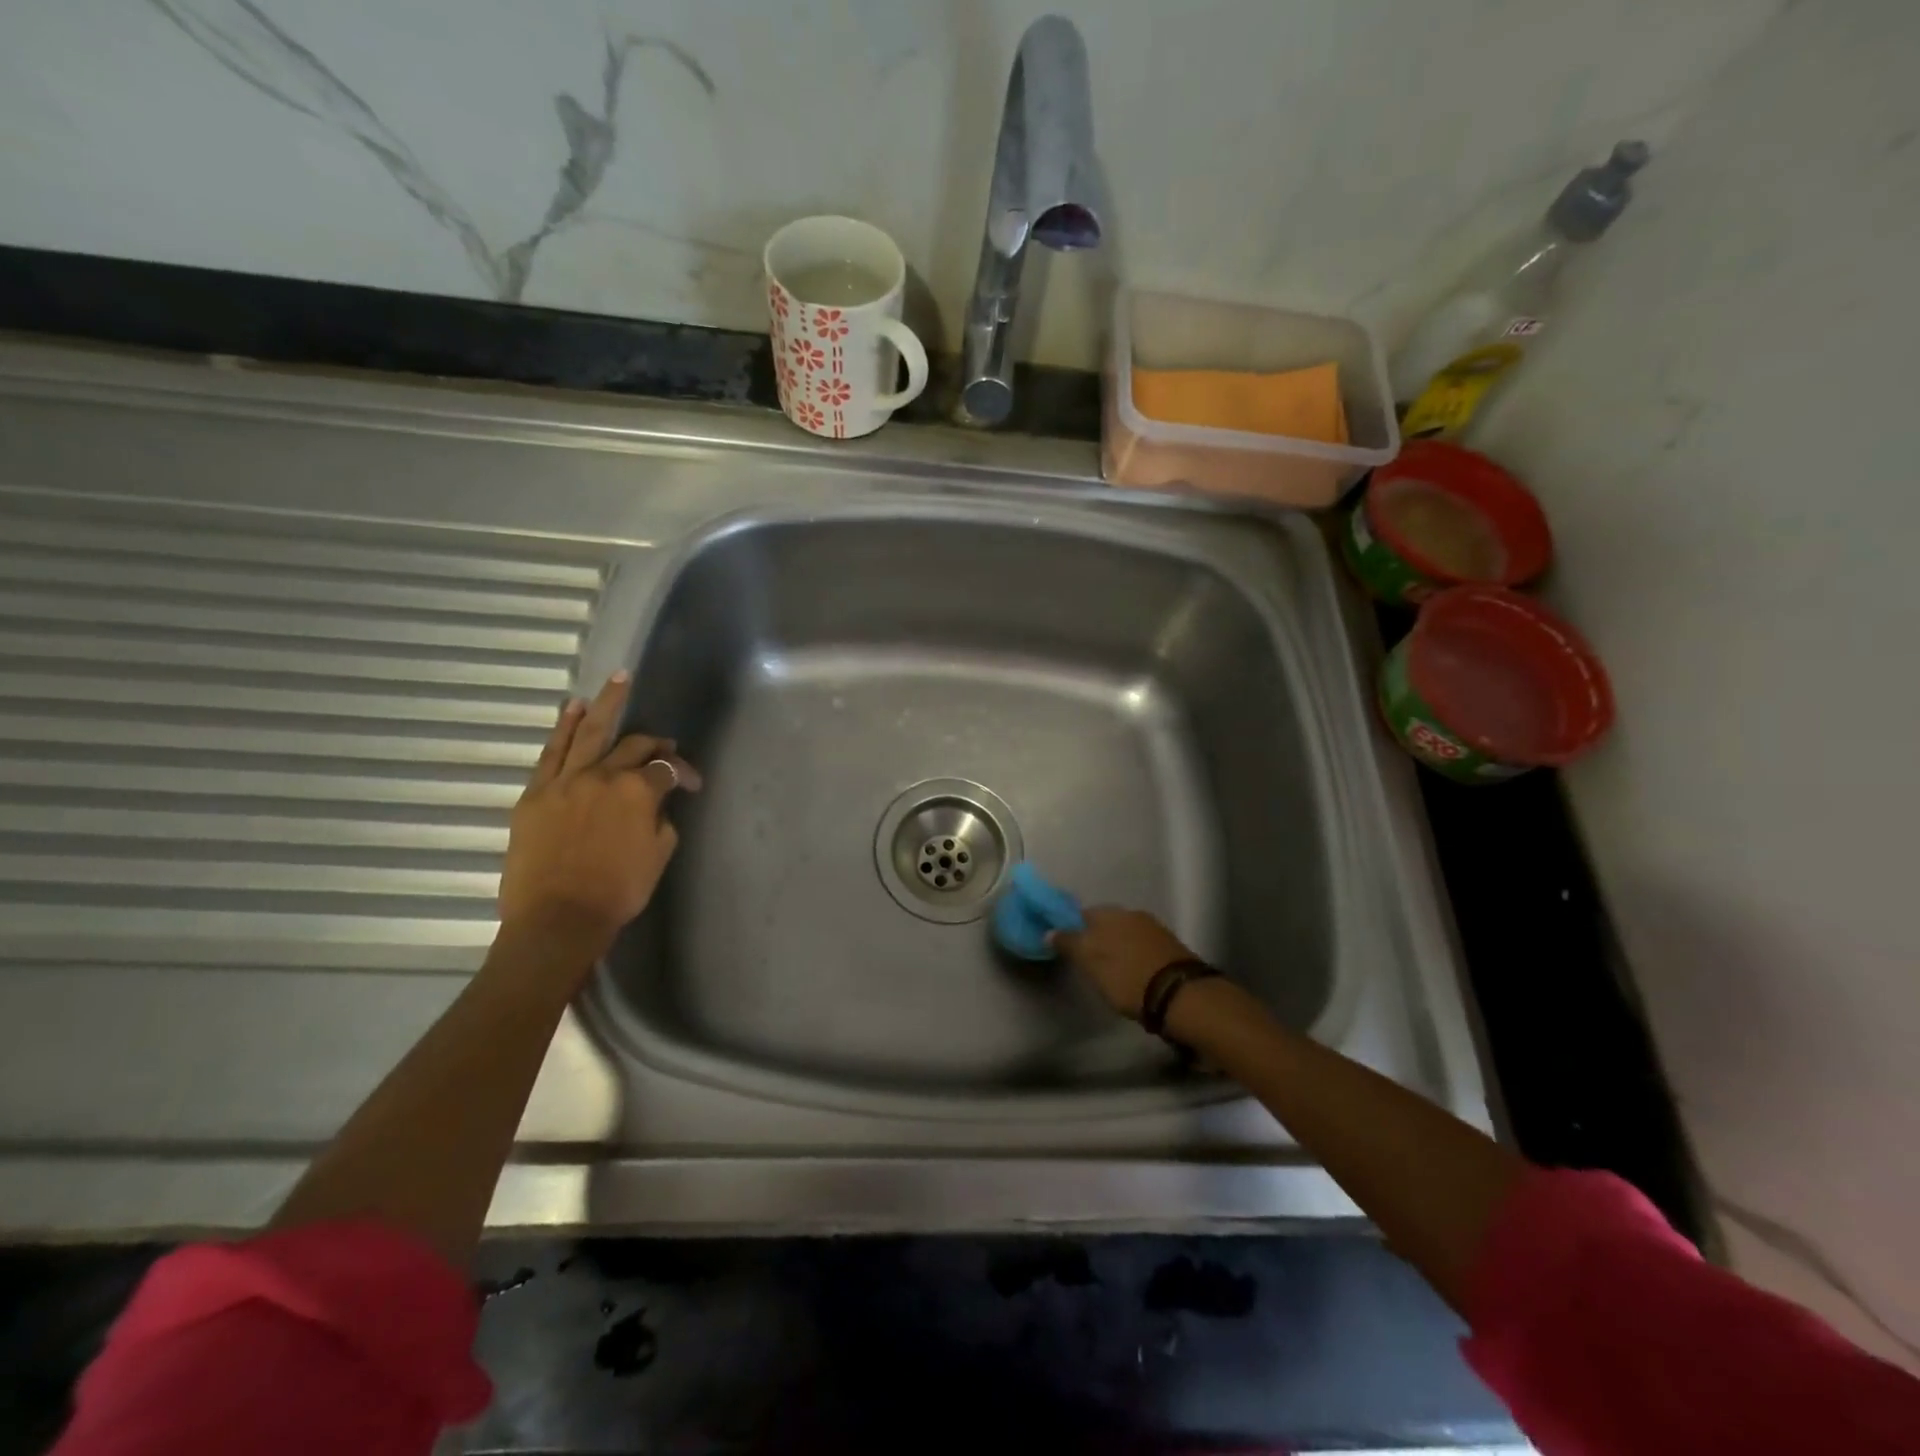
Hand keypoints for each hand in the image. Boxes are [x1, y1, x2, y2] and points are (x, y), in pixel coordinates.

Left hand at [497, 672, 701, 964]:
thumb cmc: (618, 892)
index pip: (667, 769)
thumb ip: (662, 820)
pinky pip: (551, 752)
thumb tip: (656, 804)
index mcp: (638, 792)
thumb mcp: (659, 855)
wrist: (558, 919)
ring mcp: (565, 781)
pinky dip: (564, 728)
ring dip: (606, 705)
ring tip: (616, 681)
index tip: (693, 785)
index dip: (684, 772)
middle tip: (663, 743)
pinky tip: (573, 709)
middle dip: (653, 742)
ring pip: (588, 733)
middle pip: (633, 745)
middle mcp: (603, 775)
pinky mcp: (535, 794)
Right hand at [1050, 907, 1196, 1019]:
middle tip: (1089, 962)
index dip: (1072, 930)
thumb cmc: (1126, 977)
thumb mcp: (1091, 963)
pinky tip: (1134, 971)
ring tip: (1112, 970)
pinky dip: (1134, 955)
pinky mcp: (1170, 946)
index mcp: (1110, 913)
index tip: (1068, 948)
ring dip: (1117, 946)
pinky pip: (1142, 945)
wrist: (1180, 995)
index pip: (1082, 914)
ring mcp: (1154, 928)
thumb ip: (1069, 944)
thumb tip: (1049, 931)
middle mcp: (1132, 913)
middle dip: (1097, 938)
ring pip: (1126, 933)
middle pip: (1106, 922)